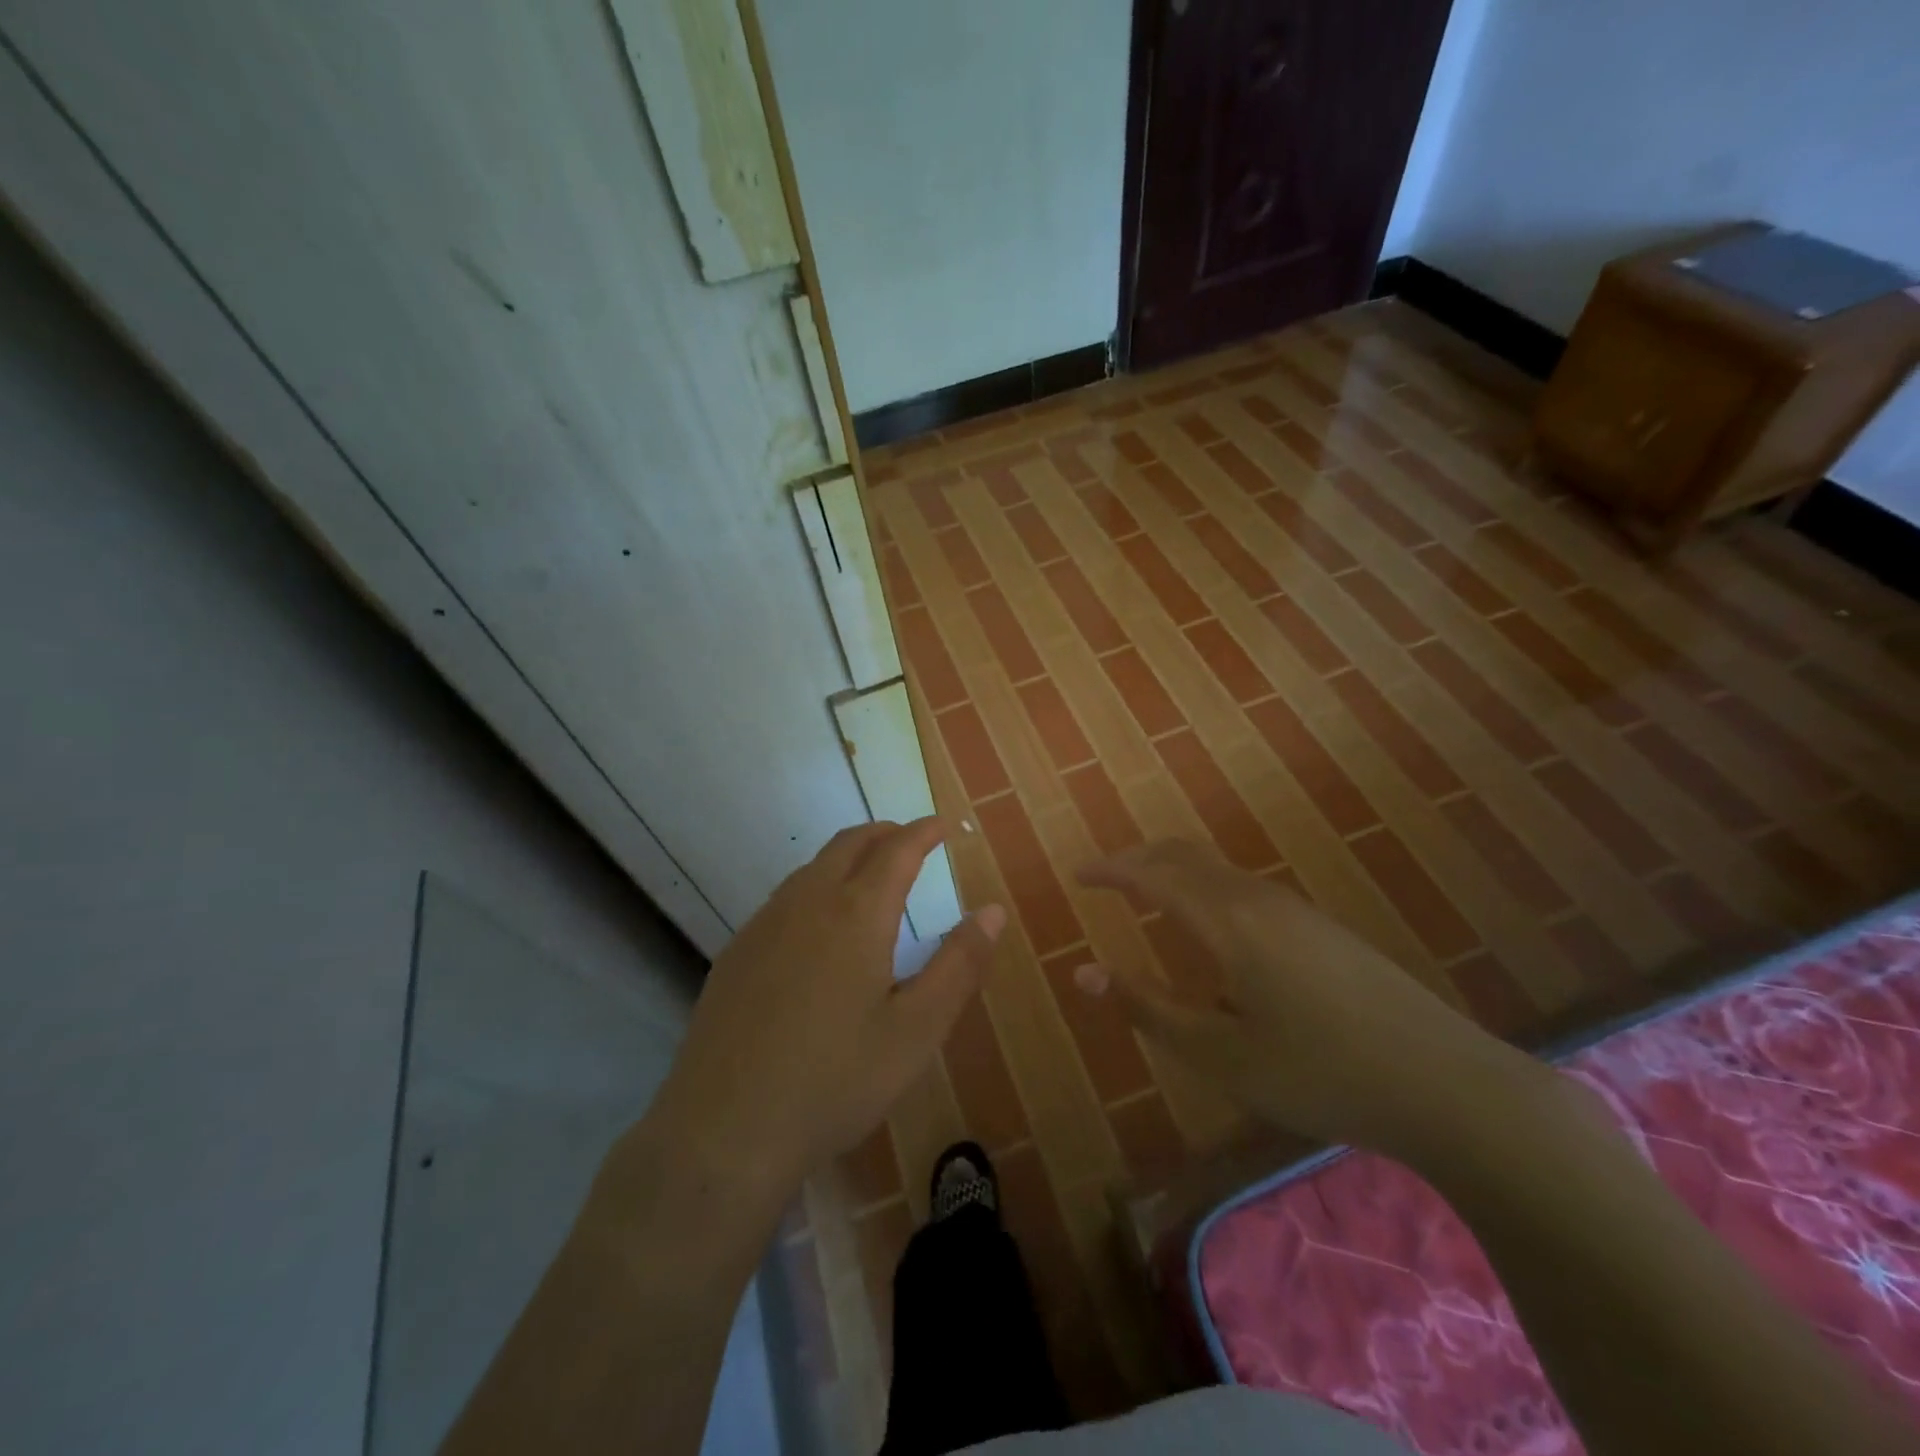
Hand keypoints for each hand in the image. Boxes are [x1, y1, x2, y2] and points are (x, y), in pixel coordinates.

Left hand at [642, 818, 1005, 1200]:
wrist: (724, 1130)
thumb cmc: (835, 1081)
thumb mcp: (916, 1030)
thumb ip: (959, 965)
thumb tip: (993, 911)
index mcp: (856, 914)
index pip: (897, 849)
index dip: (924, 831)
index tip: (943, 824)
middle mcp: (807, 903)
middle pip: (849, 844)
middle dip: (885, 833)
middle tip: (911, 841)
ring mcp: (764, 925)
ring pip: (812, 867)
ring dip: (847, 857)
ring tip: (871, 877)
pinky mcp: (736, 952)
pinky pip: (785, 897)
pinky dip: (816, 887)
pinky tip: (819, 927)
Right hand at [1076, 839, 1537, 1154]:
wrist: (1446, 1083)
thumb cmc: (1319, 1072)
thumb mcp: (1219, 1053)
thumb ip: (1147, 1007)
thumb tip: (1083, 973)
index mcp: (1226, 920)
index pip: (1151, 875)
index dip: (1109, 871)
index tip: (1076, 874)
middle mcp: (1256, 898)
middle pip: (1183, 856)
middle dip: (1137, 860)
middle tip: (1103, 879)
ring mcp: (1294, 908)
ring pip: (1215, 869)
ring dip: (1172, 872)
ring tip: (1145, 897)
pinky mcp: (1318, 926)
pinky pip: (1240, 886)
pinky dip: (1203, 887)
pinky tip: (1207, 928)